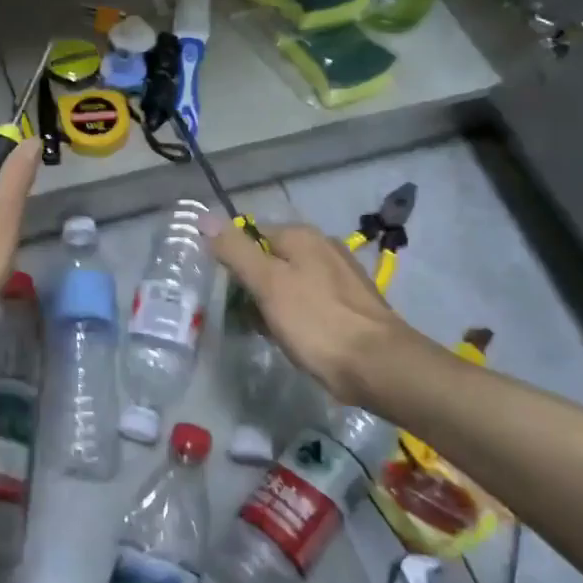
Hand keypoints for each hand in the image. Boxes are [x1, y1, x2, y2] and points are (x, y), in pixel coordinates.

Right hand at [202, 217, 414, 403]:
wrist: (378, 365)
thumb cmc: (315, 321)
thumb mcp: (267, 283)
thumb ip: (236, 250)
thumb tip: (204, 218)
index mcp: (302, 235)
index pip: (252, 235)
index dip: (235, 262)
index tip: (228, 293)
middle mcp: (324, 246)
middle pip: (273, 259)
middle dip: (255, 285)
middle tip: (247, 316)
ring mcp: (342, 274)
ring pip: (292, 282)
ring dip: (276, 303)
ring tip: (269, 331)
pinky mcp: (353, 303)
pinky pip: (312, 301)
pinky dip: (299, 315)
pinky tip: (297, 338)